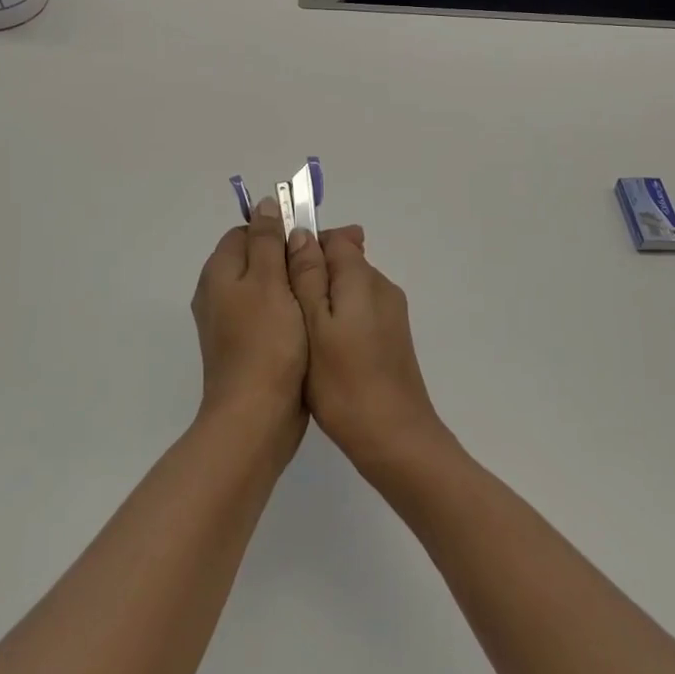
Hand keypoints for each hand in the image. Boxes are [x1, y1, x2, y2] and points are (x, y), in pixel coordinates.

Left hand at [190, 199, 308, 458]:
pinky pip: (268, 315)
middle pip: (257, 258)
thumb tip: (265, 204)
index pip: (248, 231)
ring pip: (266, 288)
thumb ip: (267, 240)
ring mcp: (229, 323)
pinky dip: (289, 312)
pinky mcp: (245, 347)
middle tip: (325, 268)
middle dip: (290, 257)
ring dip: (293, 285)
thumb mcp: (269, 281)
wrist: (255, 417)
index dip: (280, 231)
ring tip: (324, 294)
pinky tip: (312, 322)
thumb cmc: (266, 343)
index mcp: (219, 272)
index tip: (312, 242)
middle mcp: (217, 293)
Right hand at [286, 225, 445, 472]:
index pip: (334, 238)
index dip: (304, 246)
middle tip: (284, 308)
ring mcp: (391, 313)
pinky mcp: (391, 338)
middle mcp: (382, 287)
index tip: (279, 273)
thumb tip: (301, 233)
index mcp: (363, 278)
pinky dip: (338, 319)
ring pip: (349, 288)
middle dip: (312, 274)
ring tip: (298, 332)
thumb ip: (308, 276)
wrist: (395, 439)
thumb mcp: (314, 326)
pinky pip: (359, 311)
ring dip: (324, 299)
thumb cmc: (345, 384)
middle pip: (343, 261)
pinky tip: (321, 349)